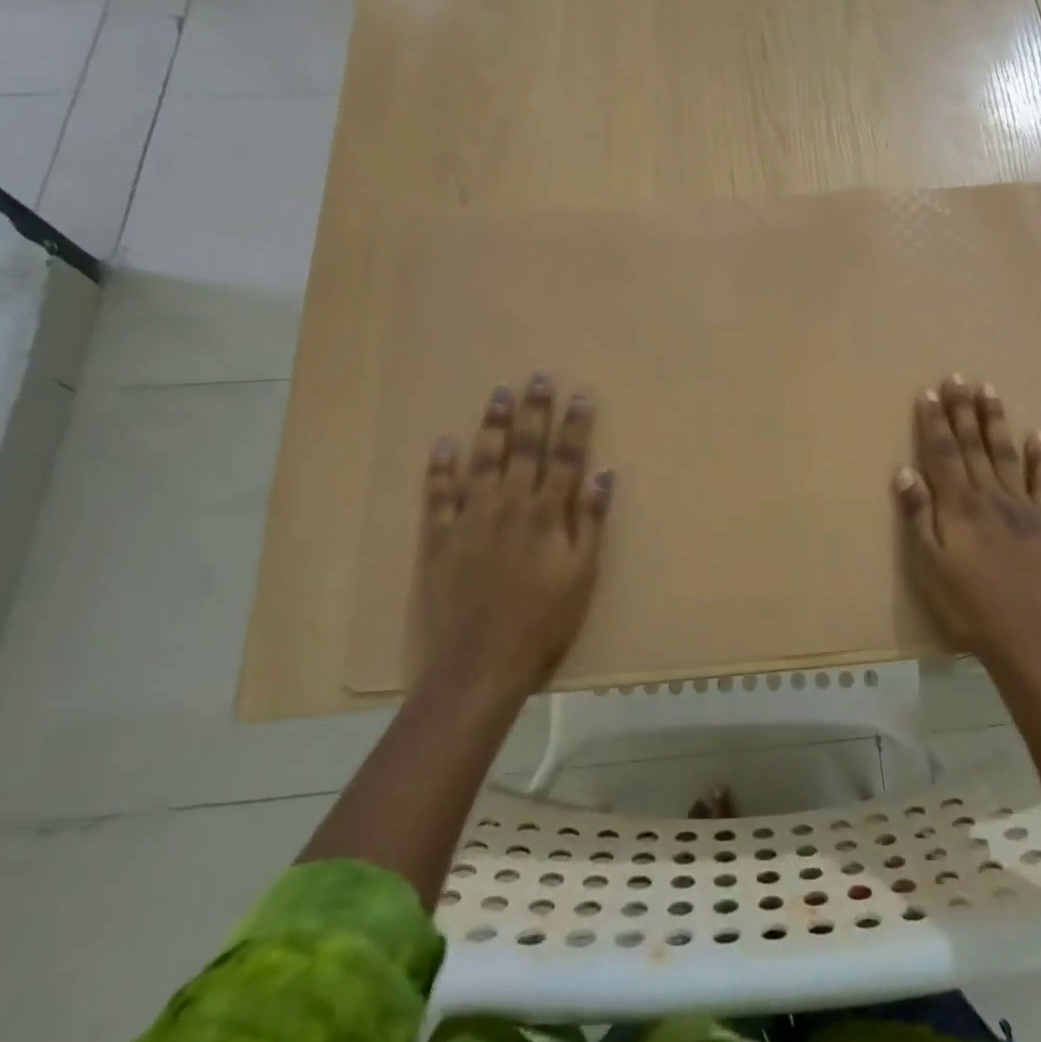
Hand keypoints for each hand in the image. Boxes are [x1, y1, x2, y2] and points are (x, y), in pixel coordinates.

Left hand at [414, 372, 612, 696]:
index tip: (581, 393)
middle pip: (525, 449)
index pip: (565, 458)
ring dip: (492, 425)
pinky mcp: (438, 539)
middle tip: (537, 375)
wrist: (479, 666)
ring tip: (499, 392)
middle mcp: (509, 506)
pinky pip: (438, 495)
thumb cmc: (542, 624)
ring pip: (483, 461)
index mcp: (546, 516)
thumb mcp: (582, 577)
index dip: (575, 424)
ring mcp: (470, 519)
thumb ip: (591, 523)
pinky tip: (444, 443)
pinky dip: (440, 468)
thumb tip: (602, 473)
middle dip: (534, 410)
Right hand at [894, 374, 1040, 668]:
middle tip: (958, 377)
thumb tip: (905, 471)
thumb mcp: (929, 566)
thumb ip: (918, 516)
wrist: (1027, 639)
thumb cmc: (967, 606)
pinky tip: (1039, 435)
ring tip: (989, 391)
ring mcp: (1022, 508)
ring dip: (996, 422)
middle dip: (963, 410)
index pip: (943, 453)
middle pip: (973, 446)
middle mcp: (990, 496)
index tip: (930, 392)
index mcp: (959, 506)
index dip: (935, 422)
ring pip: (1006, 455)